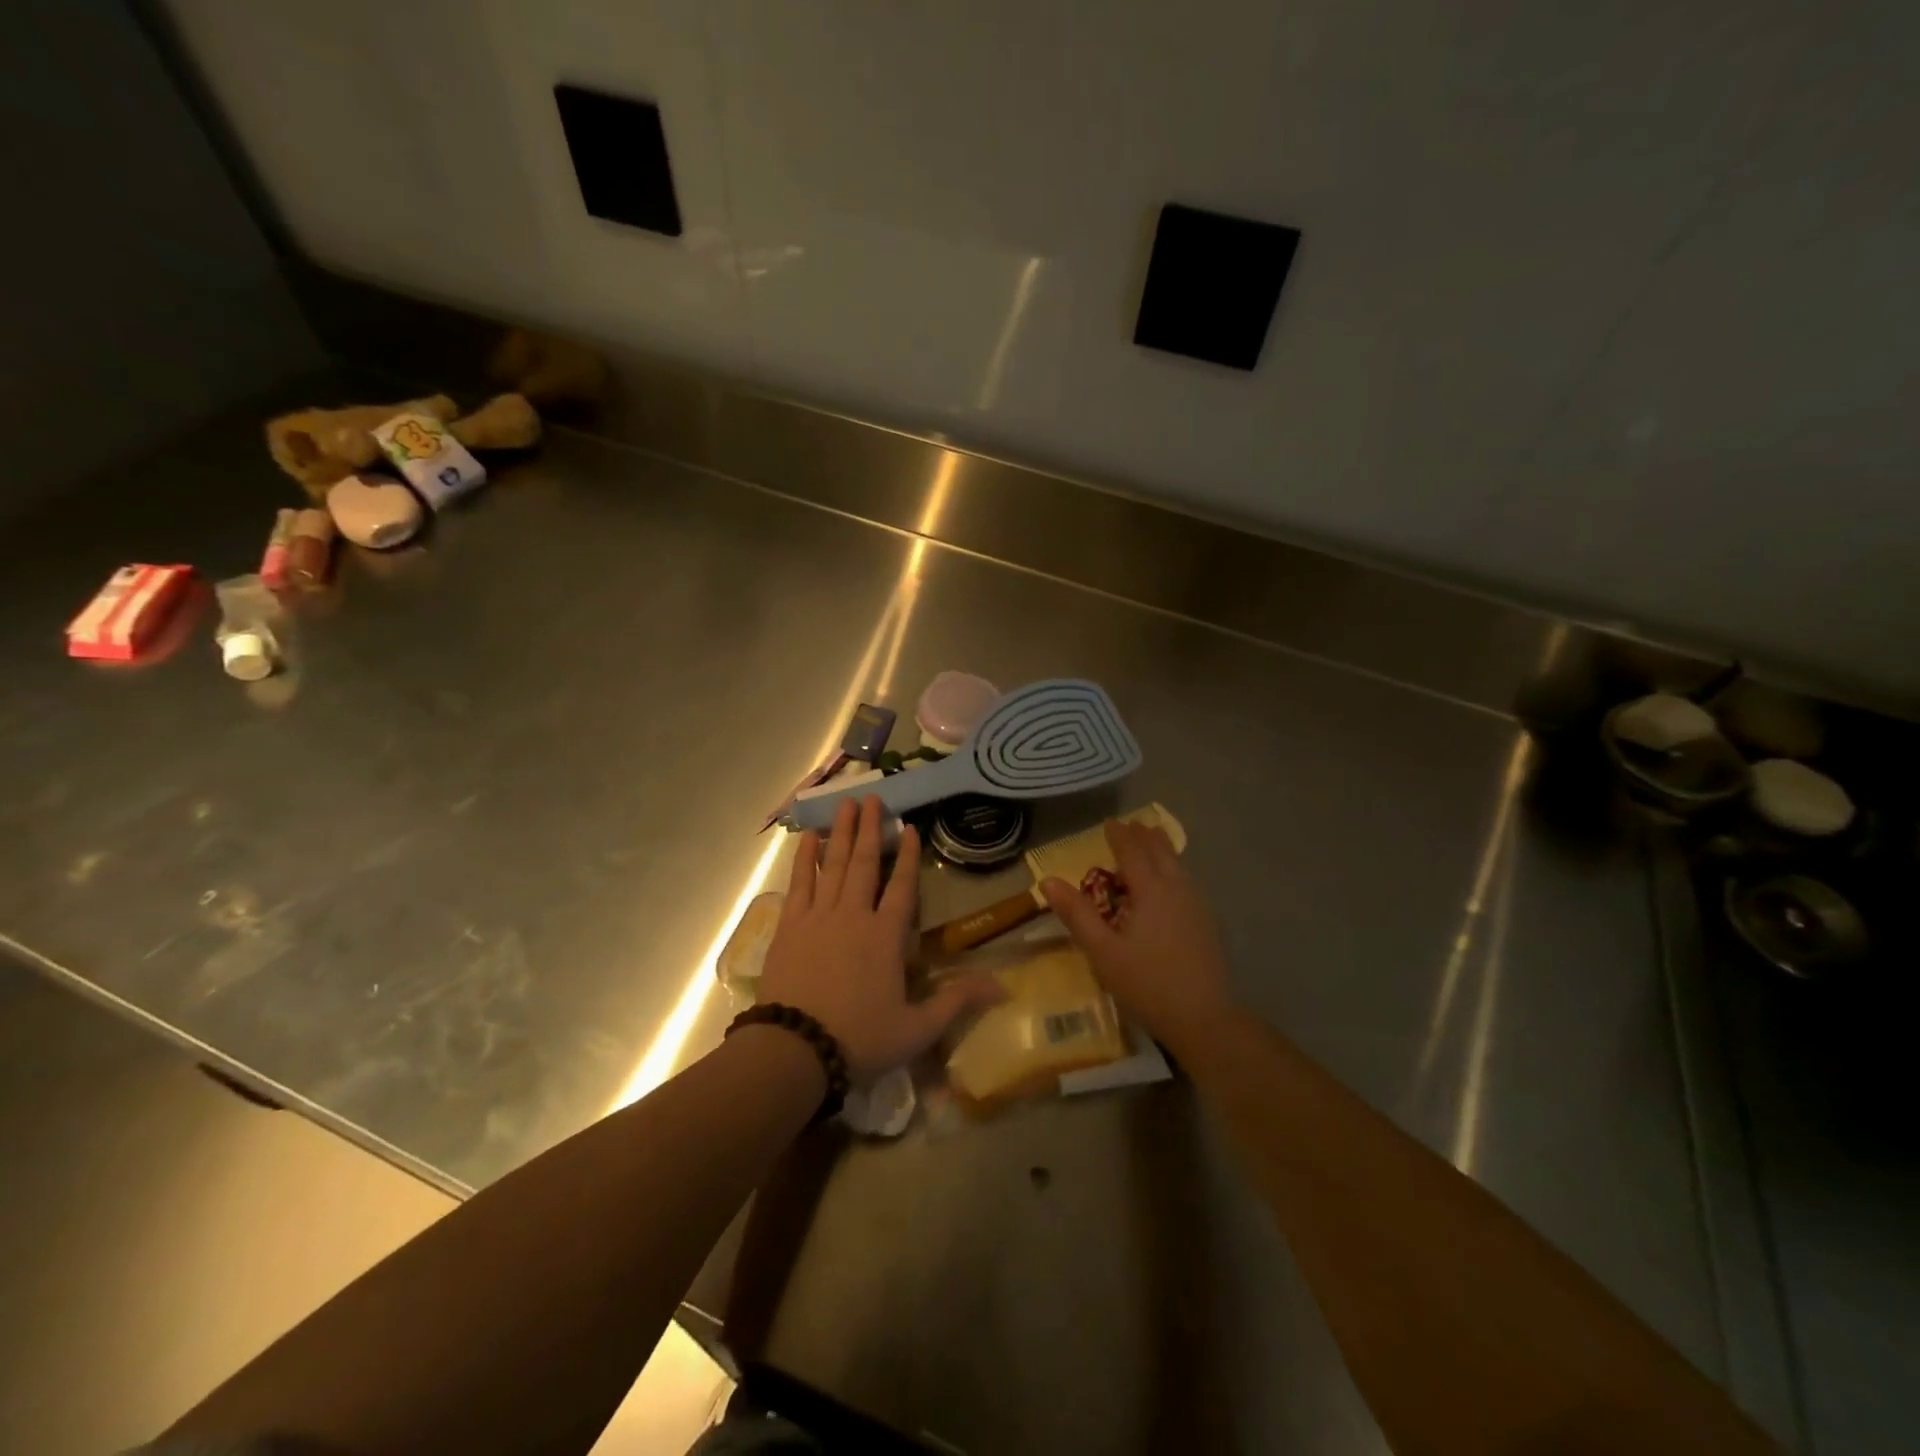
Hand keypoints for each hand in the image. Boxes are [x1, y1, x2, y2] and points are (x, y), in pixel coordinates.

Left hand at [760, 796, 1003, 1080]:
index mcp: (886, 936)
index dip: (907, 856)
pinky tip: (807, 838)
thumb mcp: (917, 1028)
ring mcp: (818, 917)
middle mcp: (854, 916)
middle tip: (872, 796)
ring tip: (844, 804)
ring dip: (840, 833)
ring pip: (832, 865)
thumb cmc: (860, 1038)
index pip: (901, 886)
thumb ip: (956, 1001)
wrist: (796, 1050)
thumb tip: (1001, 986)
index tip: (909, 827)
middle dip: (870, 828)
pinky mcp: (790, 926)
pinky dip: (805, 859)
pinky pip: (799, 883)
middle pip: (863, 863)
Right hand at [1042, 819, 1236, 1054]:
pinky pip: (1187, 881)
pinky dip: (1174, 869)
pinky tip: (1171, 883)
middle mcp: (1177, 889)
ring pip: (1178, 865)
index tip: (1109, 823)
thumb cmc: (1146, 984)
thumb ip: (1077, 914)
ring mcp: (1196, 905)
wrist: (1204, 1019)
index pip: (1132, 852)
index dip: (1120, 835)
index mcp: (1151, 891)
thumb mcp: (1102, 951)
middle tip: (1132, 824)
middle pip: (1160, 852)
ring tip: (1153, 841)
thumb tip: (1047, 880)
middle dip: (1144, 836)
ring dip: (1162, 850)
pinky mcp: (1207, 923)